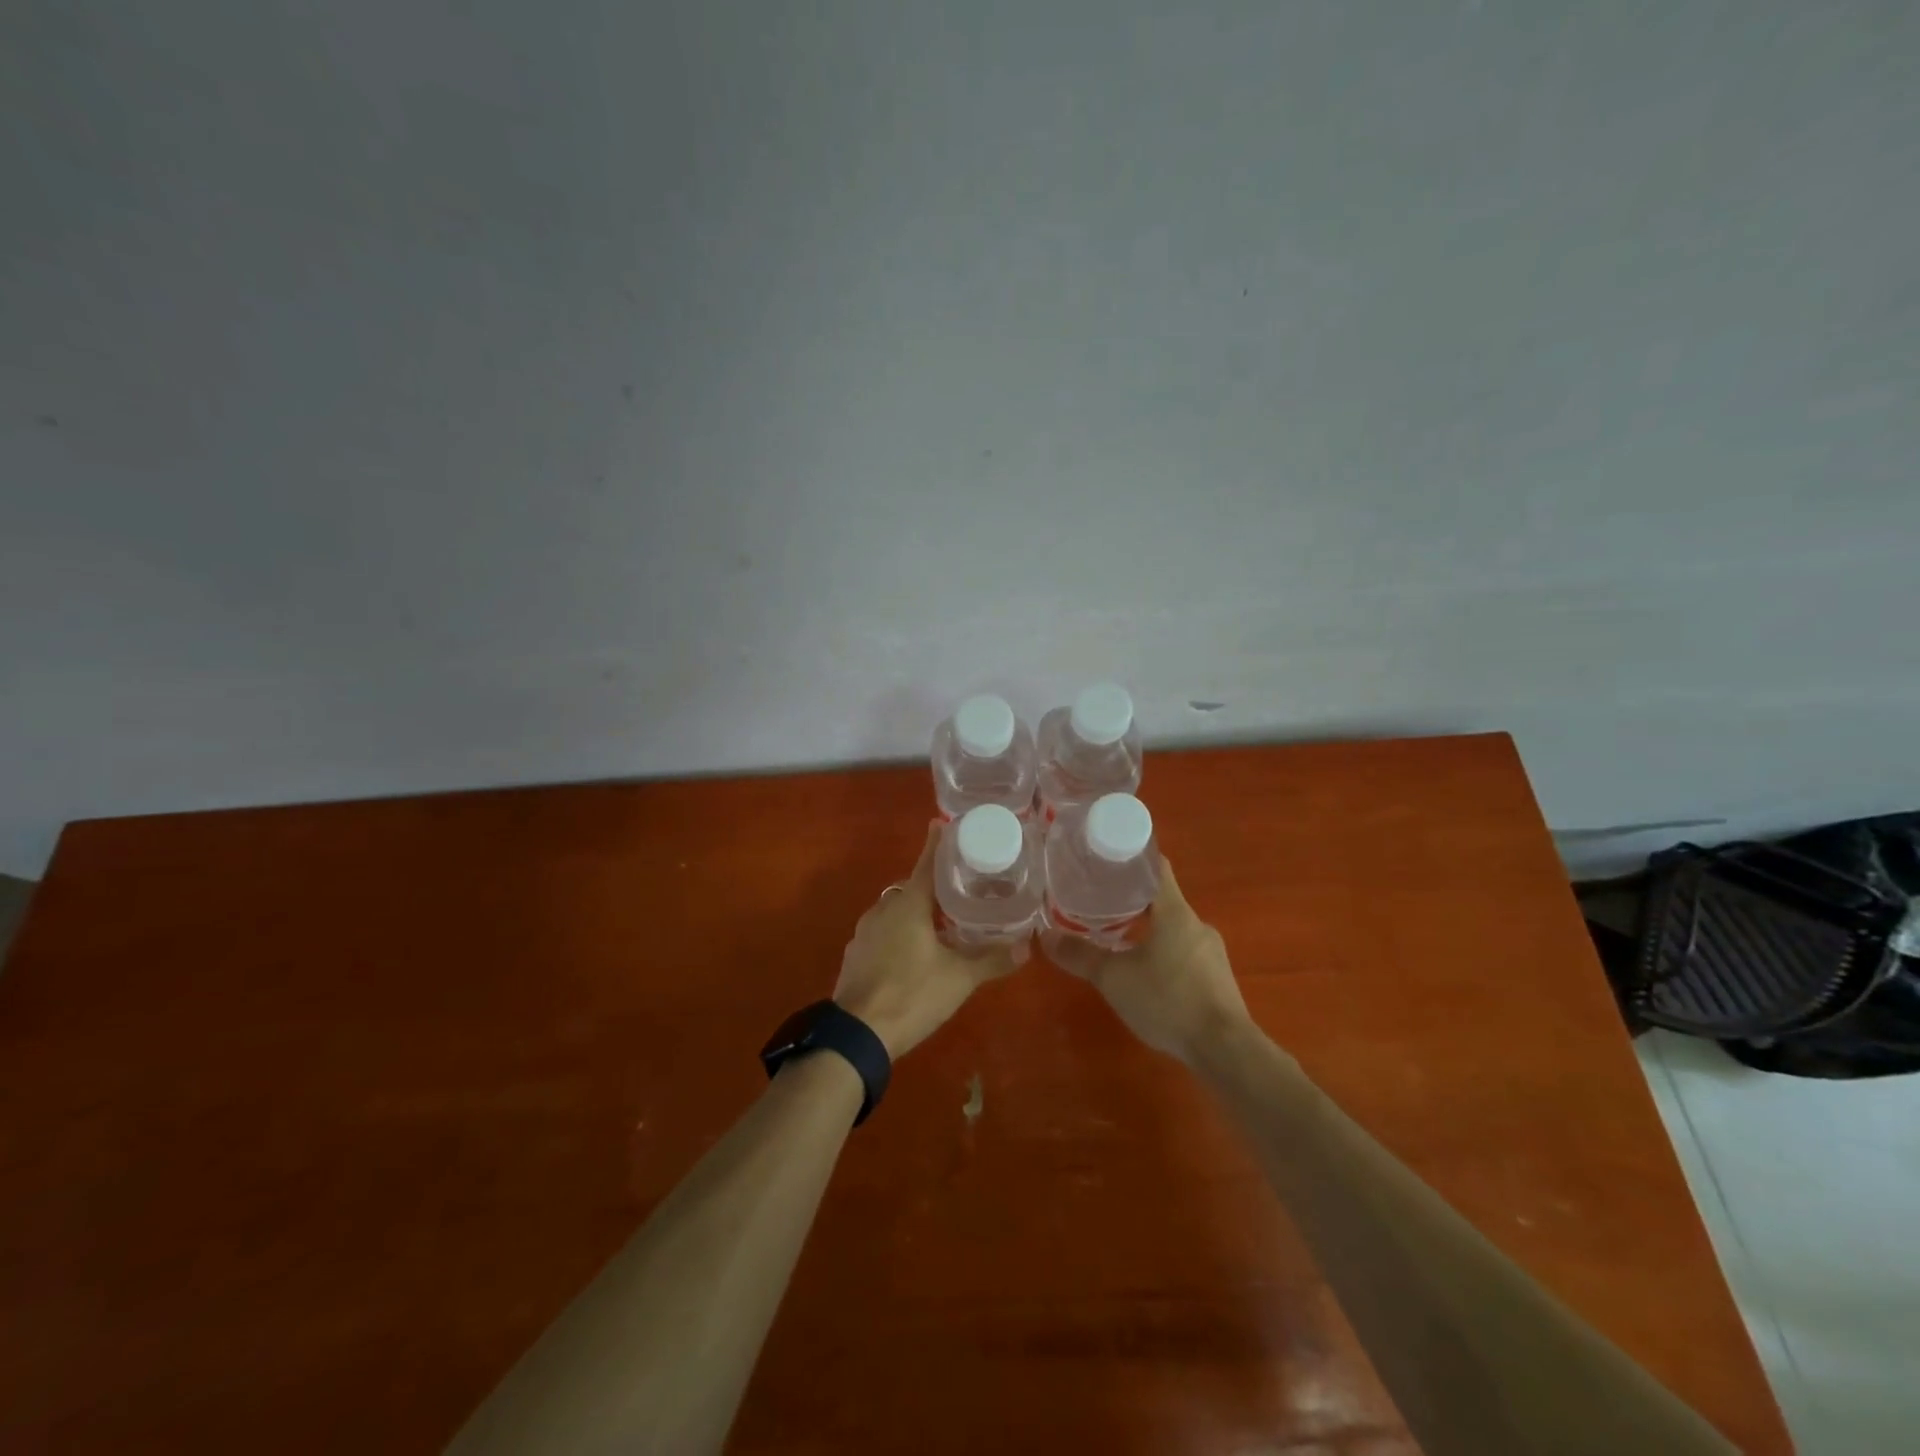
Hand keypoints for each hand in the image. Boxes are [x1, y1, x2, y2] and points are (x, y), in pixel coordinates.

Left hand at [834, 824, 1020, 1059]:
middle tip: (958, 891)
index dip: (937, 844)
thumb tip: (1028, 946)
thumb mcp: (959, 978)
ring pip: (894, 911)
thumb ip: (992, 960)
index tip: (943, 825)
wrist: (856, 1034)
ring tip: (940, 924)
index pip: (926, 863)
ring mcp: (864, 932)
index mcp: (908, 904)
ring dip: (914, 912)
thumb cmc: (912, 994)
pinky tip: (913, 952)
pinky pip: (881, 932)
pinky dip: (898, 933)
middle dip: (932, 886)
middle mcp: (883, 909)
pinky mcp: (855, 955)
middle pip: (911, 888)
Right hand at [1044, 859, 1252, 1064]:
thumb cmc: (1168, 1000)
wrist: (1225, 1049)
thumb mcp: (1114, 979)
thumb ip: (1080, 956)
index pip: (1156, 867)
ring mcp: (1211, 951)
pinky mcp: (1217, 978)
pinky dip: (1163, 952)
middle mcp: (1196, 924)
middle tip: (1098, 902)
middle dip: (1131, 899)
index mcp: (1175, 911)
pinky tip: (1145, 973)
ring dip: (1147, 928)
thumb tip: (1044, 937)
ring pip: (1173, 928)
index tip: (1105, 860)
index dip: (1131, 859)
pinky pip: (1185, 952)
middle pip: (1161, 899)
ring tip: (1116, 938)